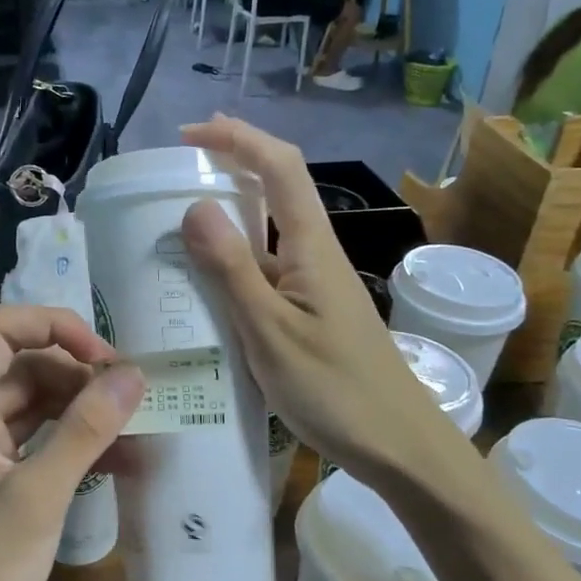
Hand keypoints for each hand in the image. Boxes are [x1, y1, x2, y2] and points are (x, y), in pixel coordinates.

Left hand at [0, 306, 144, 580]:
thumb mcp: (36, 497)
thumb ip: (84, 431)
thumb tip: (132, 374)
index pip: (2, 330)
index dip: (55, 326)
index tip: (106, 356)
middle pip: (28, 368)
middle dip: (80, 375)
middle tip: (135, 397)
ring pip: (39, 407)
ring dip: (85, 412)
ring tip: (138, 426)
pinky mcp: (0, 484)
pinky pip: (42, 445)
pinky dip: (77, 446)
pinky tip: (121, 460)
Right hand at [178, 114, 460, 483]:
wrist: (400, 447)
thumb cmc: (335, 390)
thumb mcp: (271, 332)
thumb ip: (233, 270)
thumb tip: (195, 206)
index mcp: (312, 246)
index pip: (280, 166)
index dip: (238, 138)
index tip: (190, 134)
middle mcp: (316, 253)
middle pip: (279, 187)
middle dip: (236, 160)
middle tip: (184, 161)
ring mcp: (315, 284)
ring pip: (271, 230)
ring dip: (232, 210)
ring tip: (181, 216)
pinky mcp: (310, 311)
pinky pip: (268, 269)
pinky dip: (235, 259)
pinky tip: (207, 282)